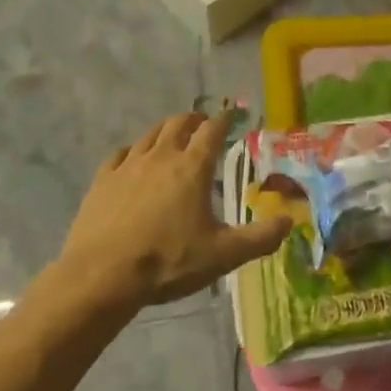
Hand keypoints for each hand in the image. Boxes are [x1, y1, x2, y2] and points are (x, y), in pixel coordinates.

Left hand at [58, 112, 288, 309]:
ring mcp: (128, 166)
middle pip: (179, 123)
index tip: (232, 114)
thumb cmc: (167, 261)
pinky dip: (133, 151)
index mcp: (193, 167)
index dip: (225, 118)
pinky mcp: (102, 181)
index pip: (213, 129)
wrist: (100, 276)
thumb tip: (289, 222)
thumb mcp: (222, 255)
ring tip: (172, 137)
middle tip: (203, 123)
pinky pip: (120, 154)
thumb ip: (259, 238)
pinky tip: (132, 160)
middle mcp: (162, 156)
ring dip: (165, 130)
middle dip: (194, 119)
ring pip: (150, 134)